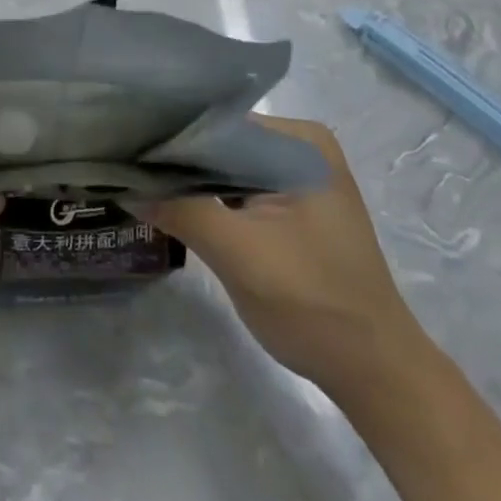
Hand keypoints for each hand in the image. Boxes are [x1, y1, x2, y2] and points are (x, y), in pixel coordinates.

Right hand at [132, 116, 426, 398]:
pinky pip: (237, 189)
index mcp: (300, 141)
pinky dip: (208, 199)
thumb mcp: (239, 256)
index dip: (170, 137)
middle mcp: (300, 145)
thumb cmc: (315, 306)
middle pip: (221, 143)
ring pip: (225, 167)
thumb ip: (181, 210)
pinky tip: (172, 205)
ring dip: (190, 181)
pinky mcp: (292, 204)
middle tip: (124, 166)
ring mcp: (297, 175)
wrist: (378, 377)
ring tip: (137, 181)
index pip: (217, 123)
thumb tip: (122, 183)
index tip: (123, 146)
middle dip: (177, 161)